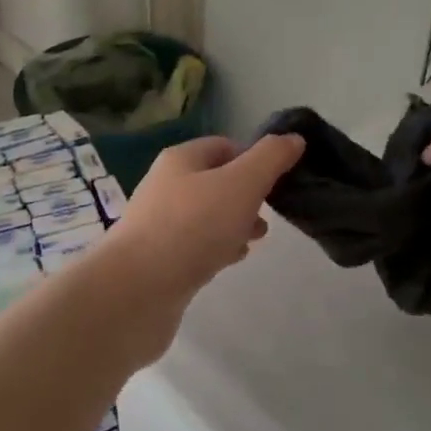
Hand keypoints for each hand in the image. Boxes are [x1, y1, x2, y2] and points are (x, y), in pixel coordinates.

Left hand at [98, 133, 305, 361]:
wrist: (136, 292)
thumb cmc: (192, 227)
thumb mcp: (241, 184)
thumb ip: (270, 159)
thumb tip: (294, 138)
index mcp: (181, 160)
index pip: (225, 146)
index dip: (255, 158)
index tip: (280, 179)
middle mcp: (166, 186)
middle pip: (216, 181)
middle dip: (247, 195)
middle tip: (270, 212)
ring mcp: (159, 225)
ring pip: (207, 215)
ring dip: (234, 223)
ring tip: (256, 239)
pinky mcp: (158, 261)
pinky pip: (195, 246)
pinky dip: (216, 248)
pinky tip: (230, 261)